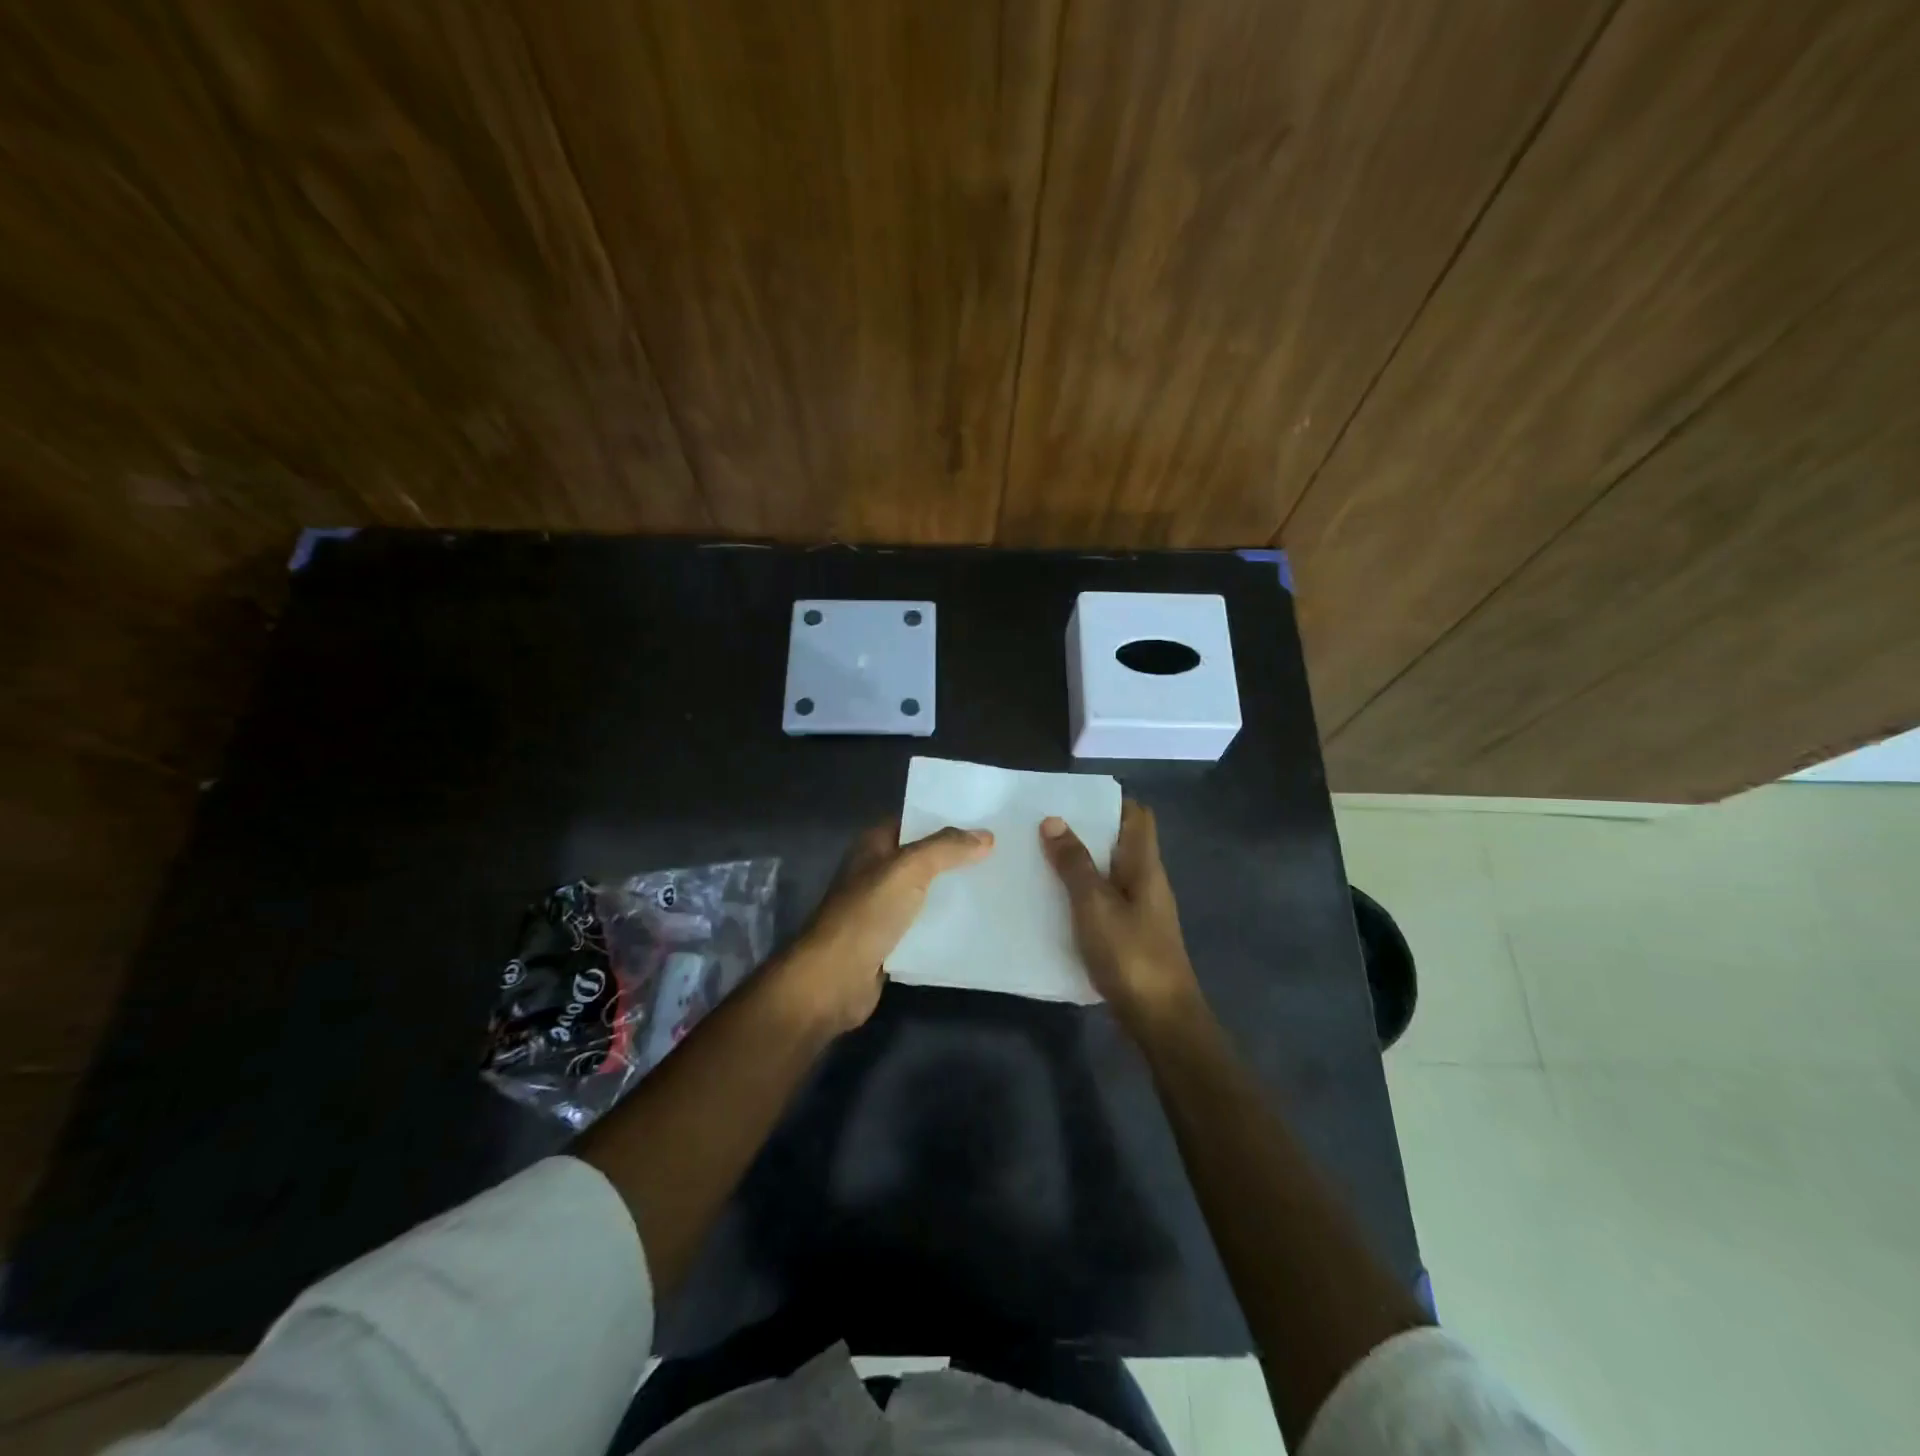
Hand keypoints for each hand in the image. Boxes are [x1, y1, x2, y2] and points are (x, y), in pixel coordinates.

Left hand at [779, 822, 993, 1032]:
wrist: (834, 979)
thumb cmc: (866, 914)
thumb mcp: (908, 869)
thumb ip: (946, 848)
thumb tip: (986, 836)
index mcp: (874, 845)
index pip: (914, 821)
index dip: (946, 818)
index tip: (986, 820)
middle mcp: (877, 871)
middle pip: (924, 857)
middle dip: (957, 856)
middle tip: (1002, 853)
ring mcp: (883, 907)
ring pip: (927, 892)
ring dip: (956, 891)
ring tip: (999, 885)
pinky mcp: (891, 941)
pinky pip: (926, 925)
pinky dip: (947, 923)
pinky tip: (979, 922)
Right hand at [1041, 800, 1202, 1032]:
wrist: (1160, 1018)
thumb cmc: (1130, 954)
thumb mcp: (1094, 905)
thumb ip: (1074, 863)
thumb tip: (1054, 820)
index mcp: (1144, 866)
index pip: (1137, 816)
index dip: (1109, 802)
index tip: (1071, 799)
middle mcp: (1146, 881)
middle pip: (1119, 843)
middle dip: (1084, 832)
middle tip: (1042, 827)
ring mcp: (1140, 910)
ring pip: (1109, 873)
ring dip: (1079, 864)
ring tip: (1039, 858)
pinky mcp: (1130, 935)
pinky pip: (1104, 901)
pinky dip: (1081, 895)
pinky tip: (1052, 902)